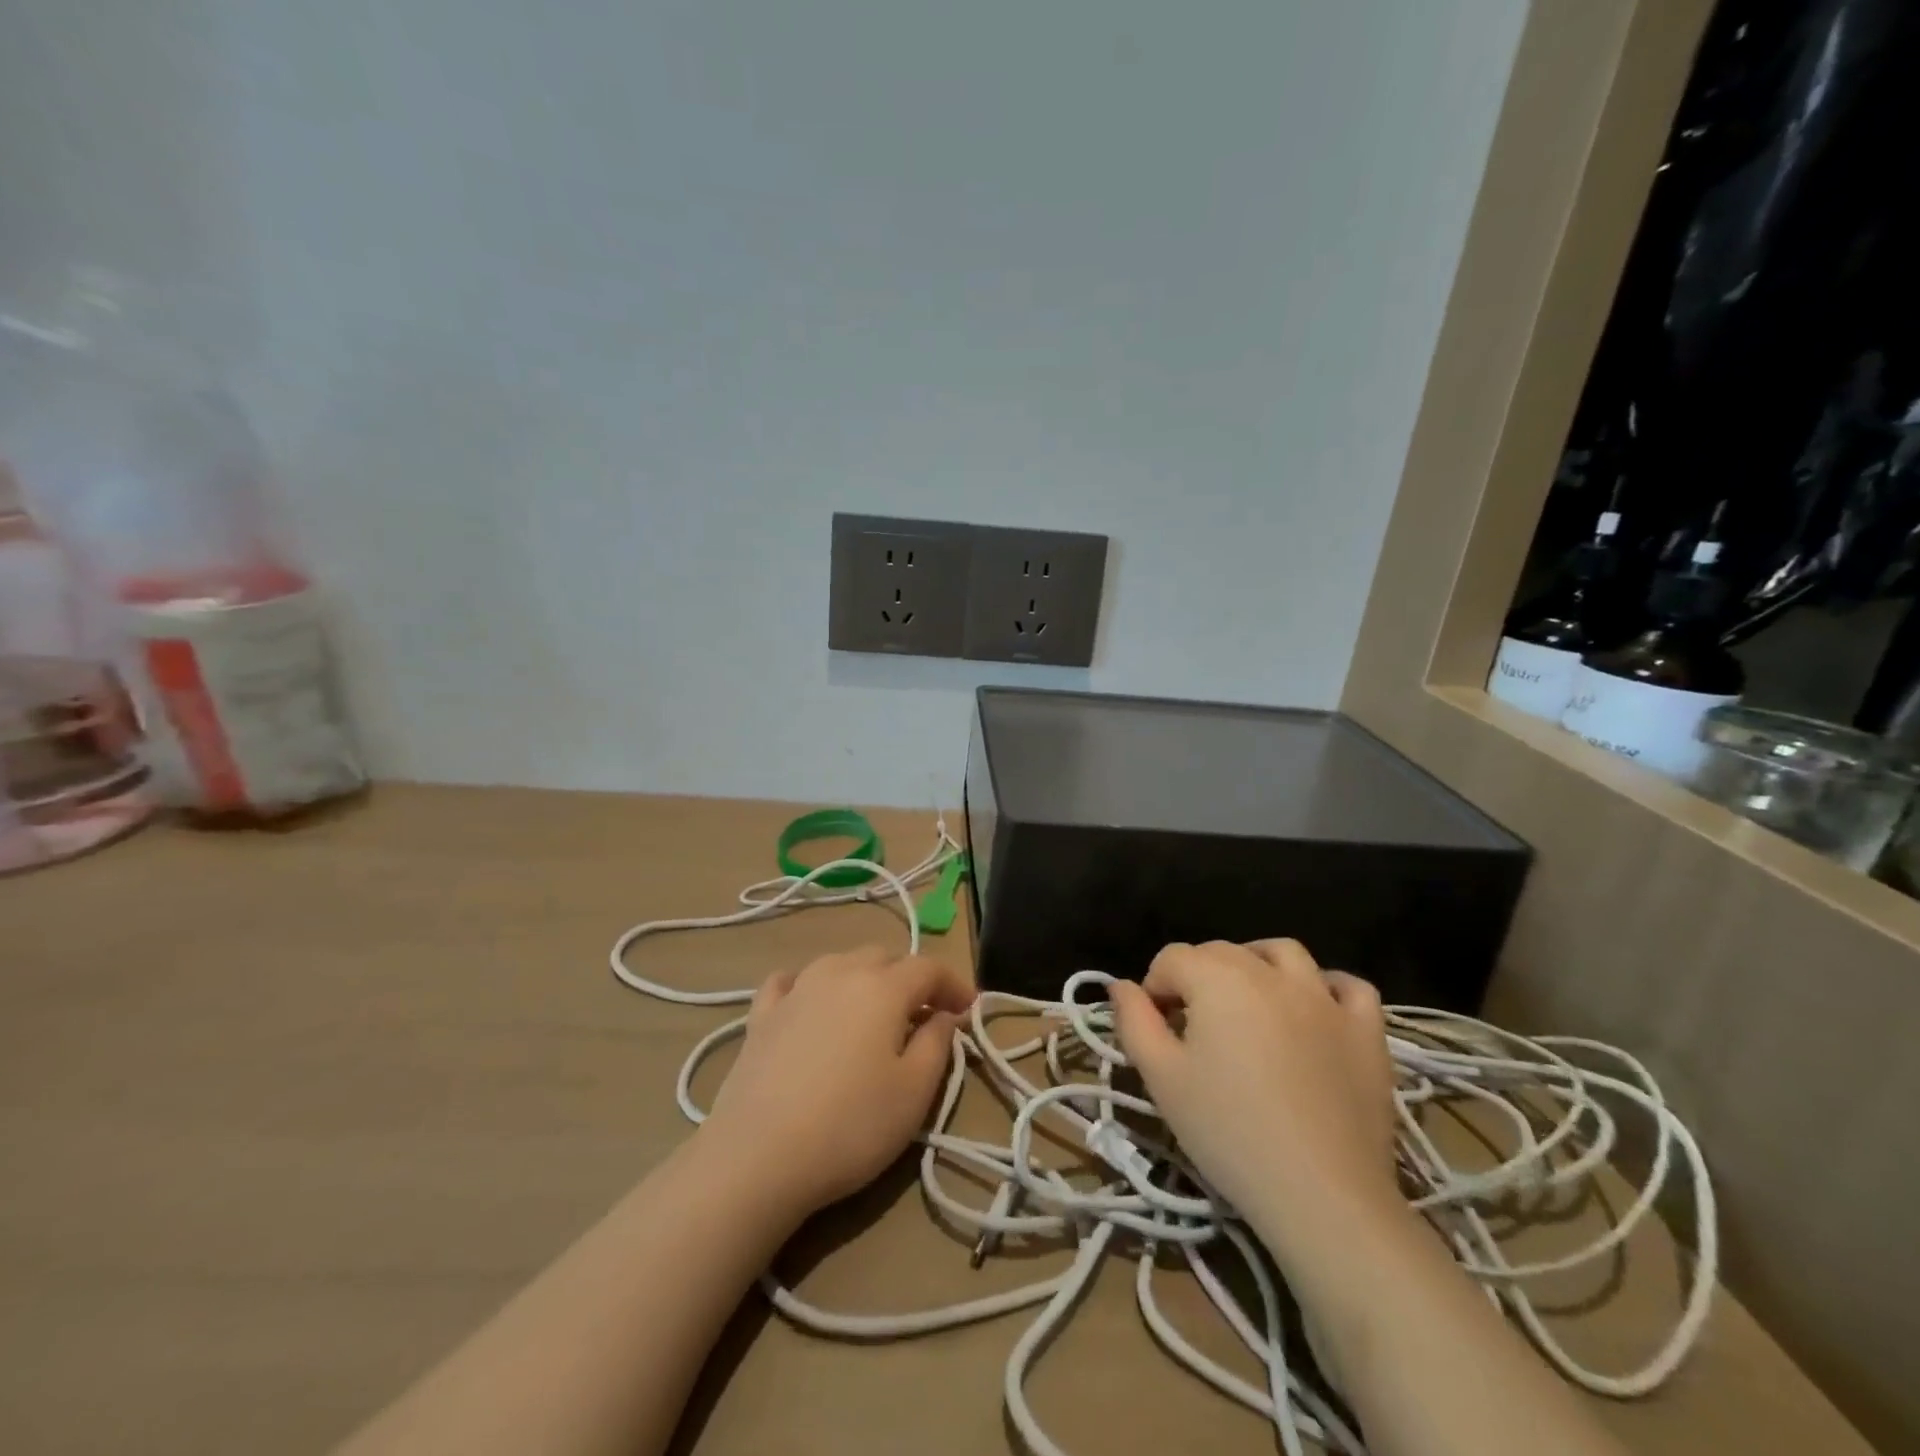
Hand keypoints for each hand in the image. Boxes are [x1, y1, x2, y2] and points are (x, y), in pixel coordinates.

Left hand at [701, 946, 973, 1219]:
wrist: (758, 1157)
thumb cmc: (850, 1126)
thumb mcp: (913, 1092)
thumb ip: (938, 1044)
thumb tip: (946, 1015)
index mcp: (883, 987)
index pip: (928, 968)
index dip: (954, 984)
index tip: (971, 1010)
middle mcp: (840, 972)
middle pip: (885, 958)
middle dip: (911, 979)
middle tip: (925, 1015)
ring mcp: (796, 989)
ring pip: (840, 963)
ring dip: (865, 978)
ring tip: (873, 1012)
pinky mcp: (761, 1014)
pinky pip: (791, 981)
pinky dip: (810, 984)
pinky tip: (810, 1001)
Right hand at [1109, 939, 1399, 1262]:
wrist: (1322, 1195)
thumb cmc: (1229, 1132)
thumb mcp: (1161, 1078)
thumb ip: (1134, 1022)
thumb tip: (1120, 986)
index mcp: (1219, 979)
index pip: (1172, 958)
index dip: (1155, 988)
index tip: (1156, 1030)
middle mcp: (1271, 973)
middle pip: (1222, 952)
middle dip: (1197, 976)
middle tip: (1193, 1028)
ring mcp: (1325, 998)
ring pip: (1284, 954)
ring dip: (1257, 964)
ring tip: (1247, 1001)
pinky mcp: (1366, 1031)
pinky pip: (1348, 987)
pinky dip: (1327, 987)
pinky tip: (1314, 1008)